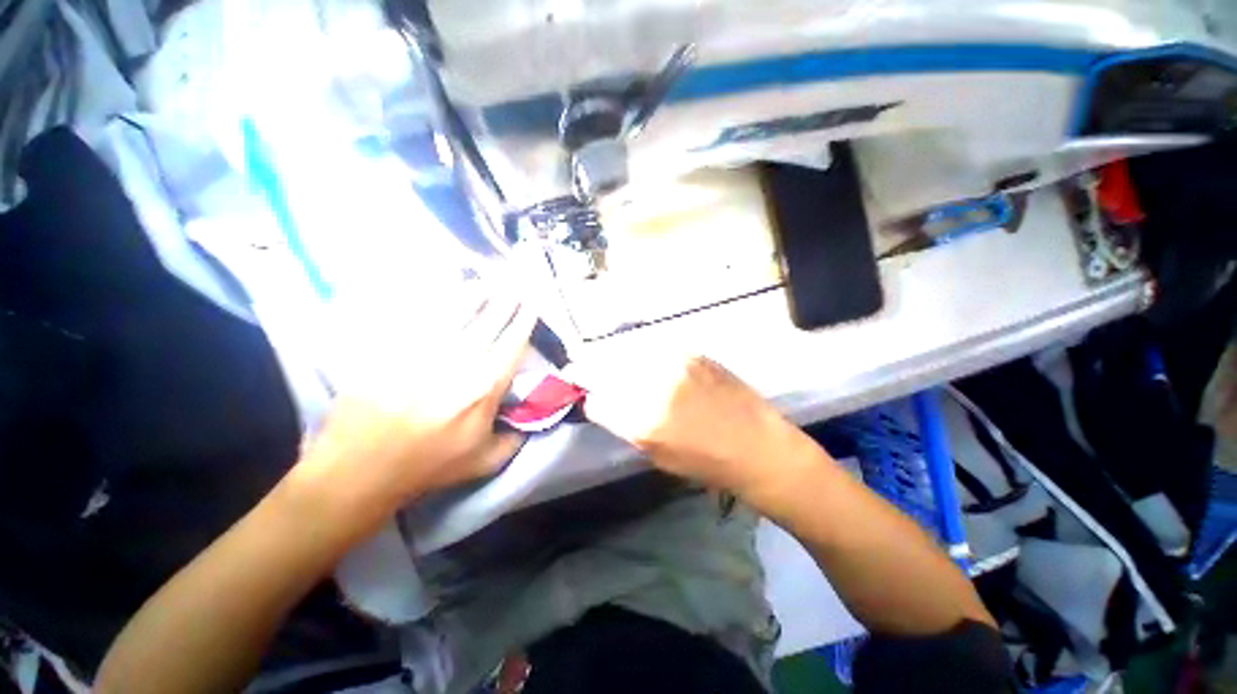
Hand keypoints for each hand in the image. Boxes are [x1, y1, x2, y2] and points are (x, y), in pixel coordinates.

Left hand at [289, 283, 535, 535]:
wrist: (360, 470)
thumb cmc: (428, 466)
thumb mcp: (484, 461)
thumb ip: (515, 438)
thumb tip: (530, 417)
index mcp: (483, 388)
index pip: (512, 343)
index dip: (524, 320)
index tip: (532, 303)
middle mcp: (457, 363)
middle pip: (488, 320)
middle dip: (504, 299)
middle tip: (513, 282)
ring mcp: (420, 352)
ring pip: (454, 312)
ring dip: (473, 293)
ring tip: (483, 282)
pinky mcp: (390, 349)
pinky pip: (415, 317)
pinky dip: (431, 302)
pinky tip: (440, 292)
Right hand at [574, 355, 814, 498]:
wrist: (758, 445)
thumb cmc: (707, 463)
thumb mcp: (656, 455)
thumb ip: (625, 425)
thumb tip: (602, 402)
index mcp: (643, 421)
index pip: (596, 399)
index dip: (586, 395)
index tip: (581, 391)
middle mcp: (656, 385)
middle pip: (606, 367)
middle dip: (591, 369)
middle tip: (584, 370)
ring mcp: (676, 363)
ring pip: (629, 352)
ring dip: (617, 359)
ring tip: (616, 366)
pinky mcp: (693, 353)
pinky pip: (654, 348)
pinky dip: (643, 355)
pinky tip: (646, 363)